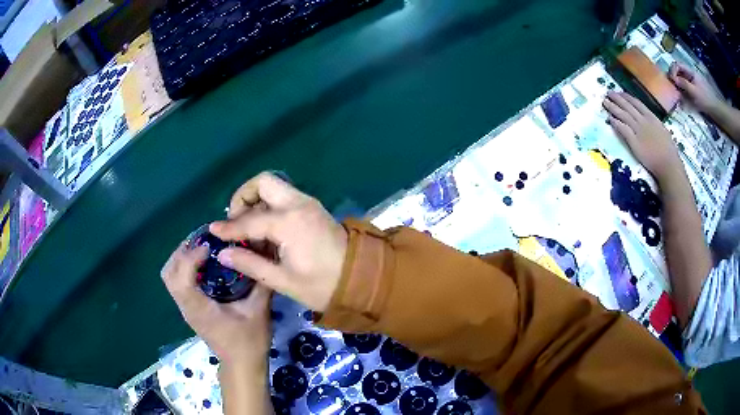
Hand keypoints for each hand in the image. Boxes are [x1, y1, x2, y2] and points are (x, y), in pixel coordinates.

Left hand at [161, 244, 272, 366]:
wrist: (242, 365)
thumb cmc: (249, 342)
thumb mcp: (258, 312)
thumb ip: (260, 284)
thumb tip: (264, 257)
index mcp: (199, 308)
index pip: (181, 277)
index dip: (190, 256)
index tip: (209, 246)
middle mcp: (187, 306)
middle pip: (168, 273)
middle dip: (181, 253)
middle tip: (202, 242)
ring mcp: (186, 309)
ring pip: (170, 278)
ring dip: (181, 259)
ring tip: (201, 250)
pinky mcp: (190, 310)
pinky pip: (178, 283)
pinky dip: (184, 268)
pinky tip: (204, 266)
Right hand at [210, 172, 347, 312]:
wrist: (362, 278)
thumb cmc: (323, 285)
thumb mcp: (283, 280)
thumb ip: (251, 264)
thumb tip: (223, 253)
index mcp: (289, 223)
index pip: (249, 220)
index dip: (229, 227)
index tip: (213, 231)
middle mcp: (298, 204)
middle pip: (263, 182)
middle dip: (244, 197)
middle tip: (236, 222)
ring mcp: (307, 203)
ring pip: (274, 187)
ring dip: (256, 201)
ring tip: (249, 230)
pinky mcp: (312, 207)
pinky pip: (284, 196)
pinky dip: (269, 205)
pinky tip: (266, 231)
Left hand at [603, 92, 682, 180]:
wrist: (668, 164)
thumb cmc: (669, 151)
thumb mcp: (662, 130)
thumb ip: (654, 124)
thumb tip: (649, 120)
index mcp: (651, 117)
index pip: (637, 103)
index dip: (627, 97)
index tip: (620, 93)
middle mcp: (643, 121)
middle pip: (628, 106)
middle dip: (617, 99)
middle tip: (608, 93)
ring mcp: (638, 131)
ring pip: (623, 115)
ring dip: (613, 108)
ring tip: (605, 102)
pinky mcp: (634, 142)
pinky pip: (623, 129)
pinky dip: (616, 123)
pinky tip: (610, 119)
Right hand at [669, 63, 721, 112]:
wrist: (716, 109)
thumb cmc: (706, 100)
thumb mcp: (694, 92)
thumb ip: (684, 84)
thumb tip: (674, 78)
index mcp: (690, 72)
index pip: (678, 65)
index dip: (673, 70)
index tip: (672, 80)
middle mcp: (691, 75)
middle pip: (679, 72)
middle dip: (675, 78)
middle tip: (673, 87)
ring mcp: (693, 83)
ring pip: (682, 80)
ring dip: (678, 86)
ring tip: (677, 94)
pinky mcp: (695, 91)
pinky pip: (686, 88)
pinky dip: (683, 92)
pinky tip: (683, 99)